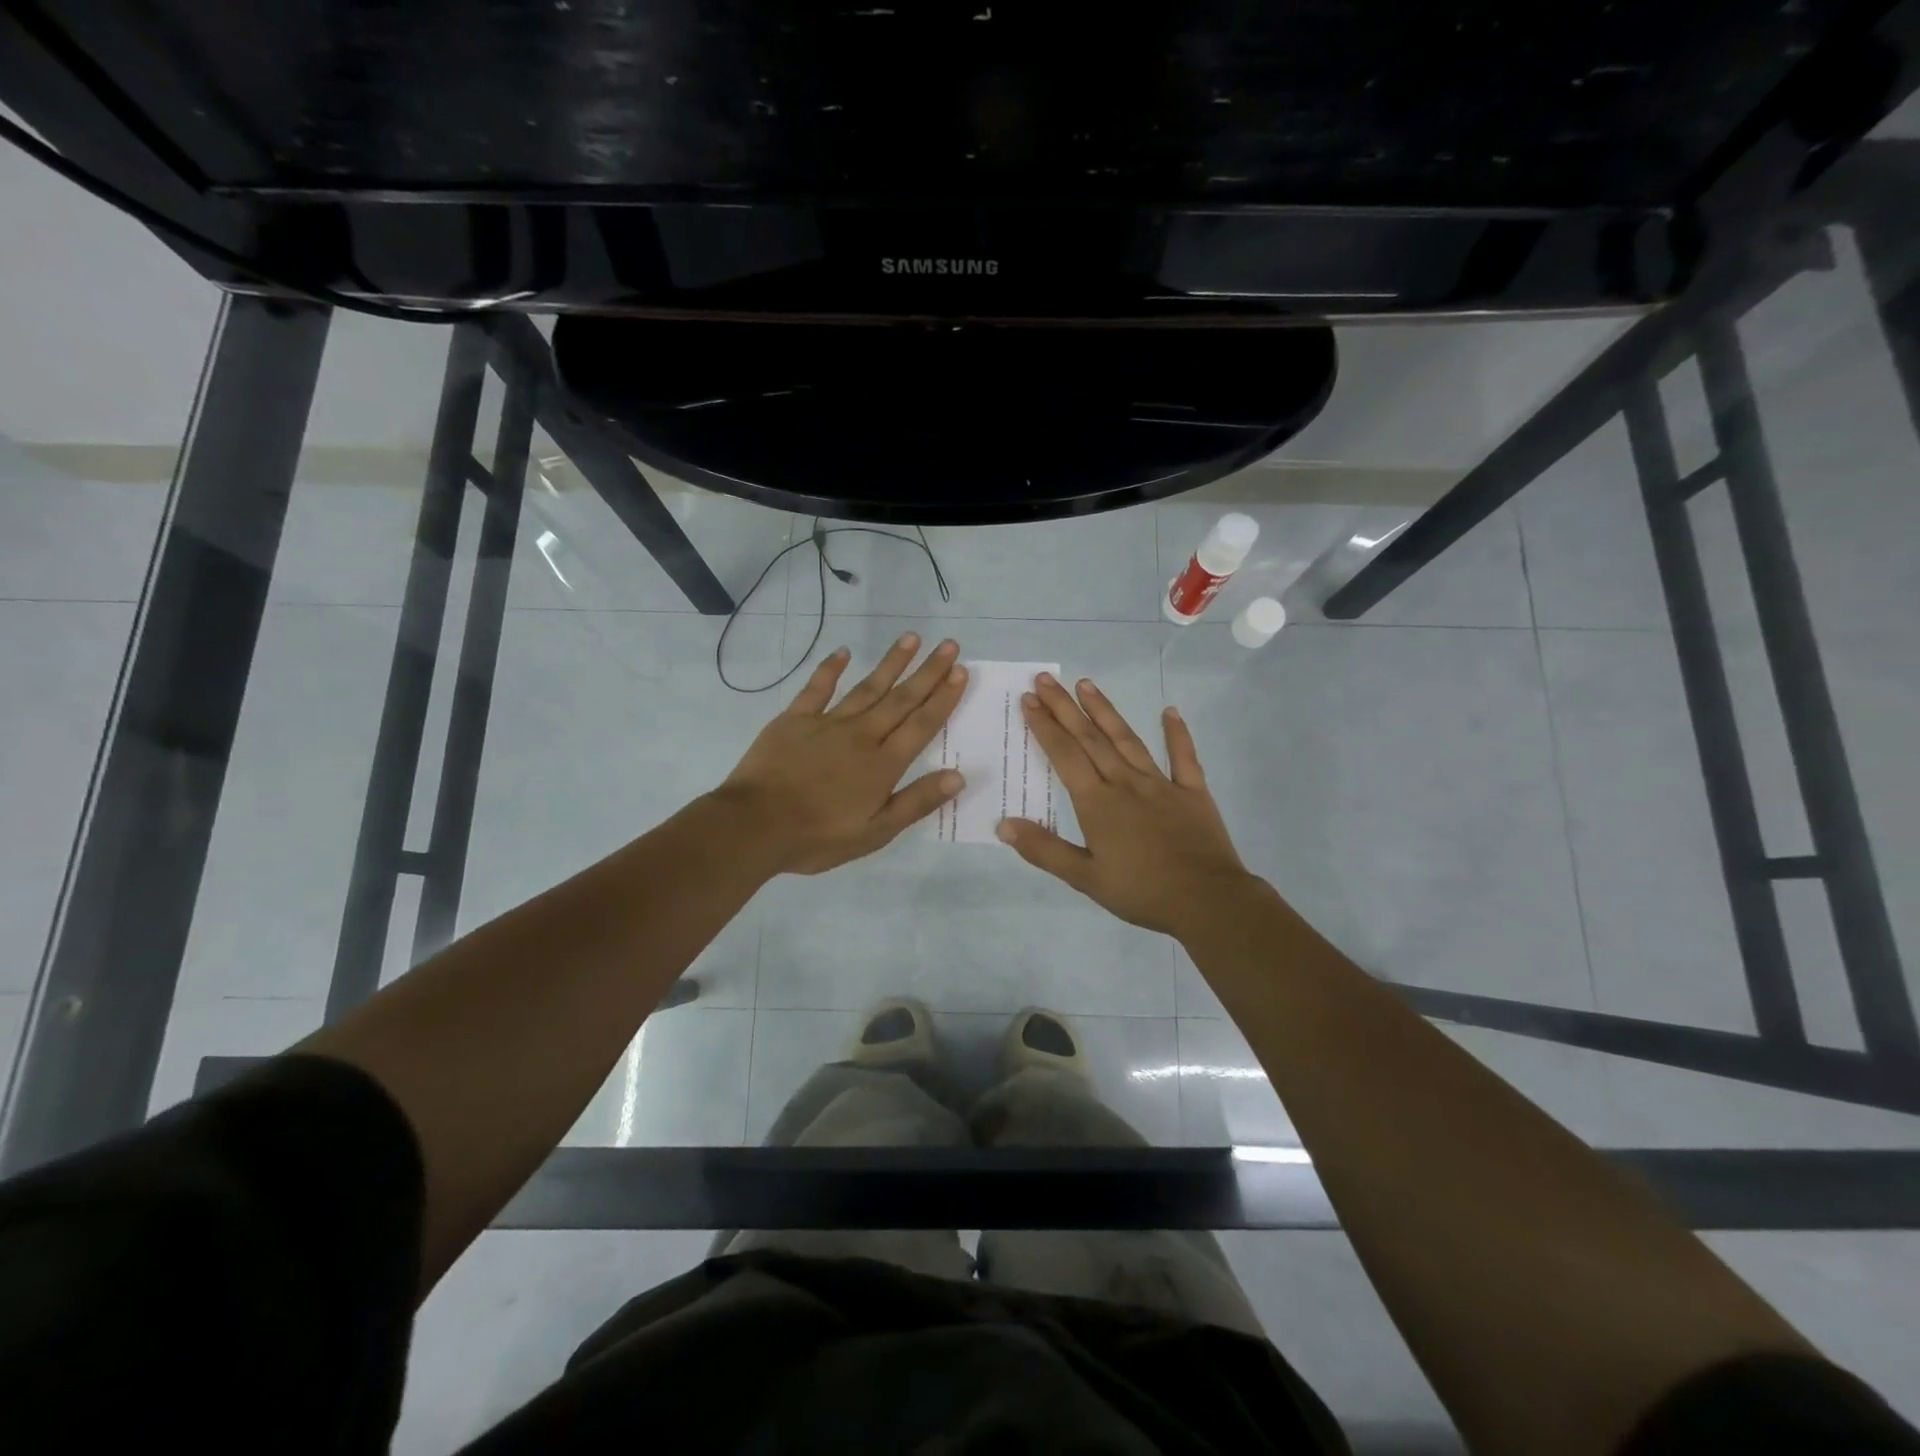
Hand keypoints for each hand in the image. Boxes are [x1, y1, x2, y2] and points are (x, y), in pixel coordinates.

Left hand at [717, 633, 967, 874]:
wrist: (754, 826)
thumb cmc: (818, 837)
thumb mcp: (875, 832)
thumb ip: (916, 802)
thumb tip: (958, 776)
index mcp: (883, 765)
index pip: (921, 725)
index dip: (943, 698)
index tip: (961, 671)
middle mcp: (861, 736)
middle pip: (900, 699)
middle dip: (928, 672)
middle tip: (949, 645)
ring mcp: (827, 723)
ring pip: (867, 687)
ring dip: (891, 663)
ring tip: (911, 638)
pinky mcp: (795, 720)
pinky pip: (817, 688)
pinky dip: (830, 669)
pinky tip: (843, 652)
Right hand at [998, 673, 1258, 937]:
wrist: (1207, 901)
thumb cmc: (1141, 892)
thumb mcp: (1085, 878)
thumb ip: (1044, 849)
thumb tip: (1004, 824)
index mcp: (1098, 803)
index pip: (1065, 755)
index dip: (1045, 726)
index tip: (1029, 700)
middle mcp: (1126, 783)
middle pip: (1090, 738)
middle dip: (1065, 707)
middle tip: (1046, 679)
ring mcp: (1161, 784)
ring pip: (1128, 739)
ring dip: (1105, 710)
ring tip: (1086, 684)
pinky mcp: (1193, 792)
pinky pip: (1183, 757)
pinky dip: (1177, 733)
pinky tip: (1170, 711)